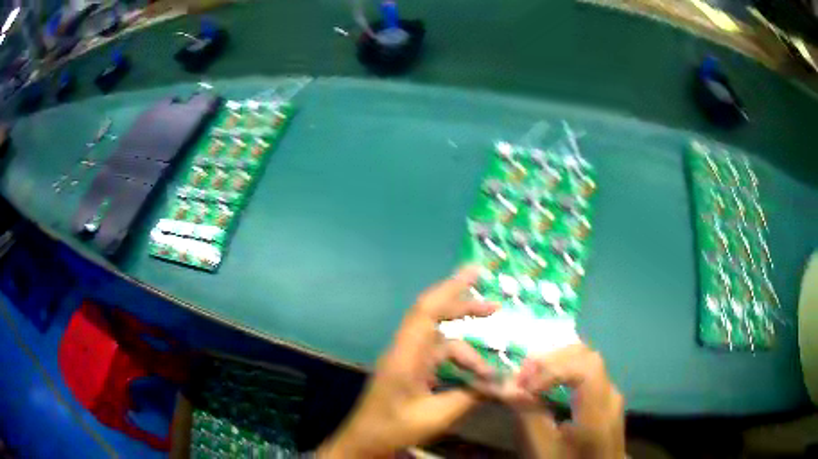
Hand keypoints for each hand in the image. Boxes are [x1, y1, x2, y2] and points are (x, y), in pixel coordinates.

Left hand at [318, 267, 498, 458]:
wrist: (365, 439)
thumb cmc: (394, 428)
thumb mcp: (435, 416)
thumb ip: (468, 396)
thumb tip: (498, 384)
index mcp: (405, 355)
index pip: (427, 311)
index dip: (450, 288)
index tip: (475, 273)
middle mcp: (405, 349)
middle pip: (434, 316)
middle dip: (464, 307)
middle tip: (496, 307)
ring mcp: (407, 358)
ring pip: (442, 341)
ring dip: (468, 351)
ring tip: (490, 372)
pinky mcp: (411, 369)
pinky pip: (439, 356)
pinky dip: (459, 362)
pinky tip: (474, 377)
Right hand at [514, 344, 624, 458]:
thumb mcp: (543, 449)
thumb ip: (529, 417)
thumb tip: (509, 387)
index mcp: (598, 412)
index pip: (586, 369)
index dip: (553, 369)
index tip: (525, 386)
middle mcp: (610, 394)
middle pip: (587, 357)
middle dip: (552, 359)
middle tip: (522, 374)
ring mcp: (610, 392)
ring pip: (587, 358)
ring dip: (556, 360)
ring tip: (530, 375)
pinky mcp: (605, 394)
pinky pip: (586, 369)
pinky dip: (564, 367)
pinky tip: (546, 378)